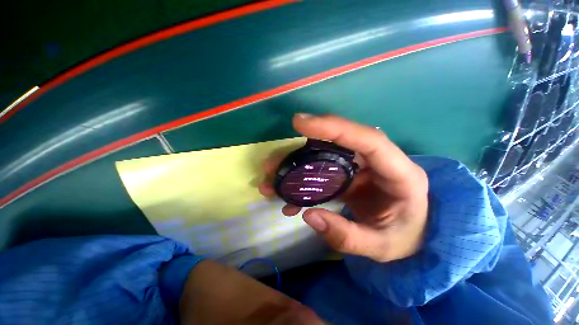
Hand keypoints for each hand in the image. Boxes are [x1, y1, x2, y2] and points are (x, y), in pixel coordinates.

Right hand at [259, 114, 428, 261]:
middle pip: (338, 144)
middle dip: (302, 151)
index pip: (367, 139)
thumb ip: (346, 236)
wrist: (414, 235)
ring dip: (297, 166)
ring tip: (273, 180)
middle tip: (273, 163)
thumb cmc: (406, 238)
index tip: (300, 123)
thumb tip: (308, 215)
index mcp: (399, 173)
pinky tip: (289, 196)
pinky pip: (323, 170)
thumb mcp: (381, 247)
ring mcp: (362, 166)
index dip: (334, 127)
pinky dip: (304, 180)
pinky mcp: (349, 173)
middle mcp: (378, 162)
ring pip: (325, 156)